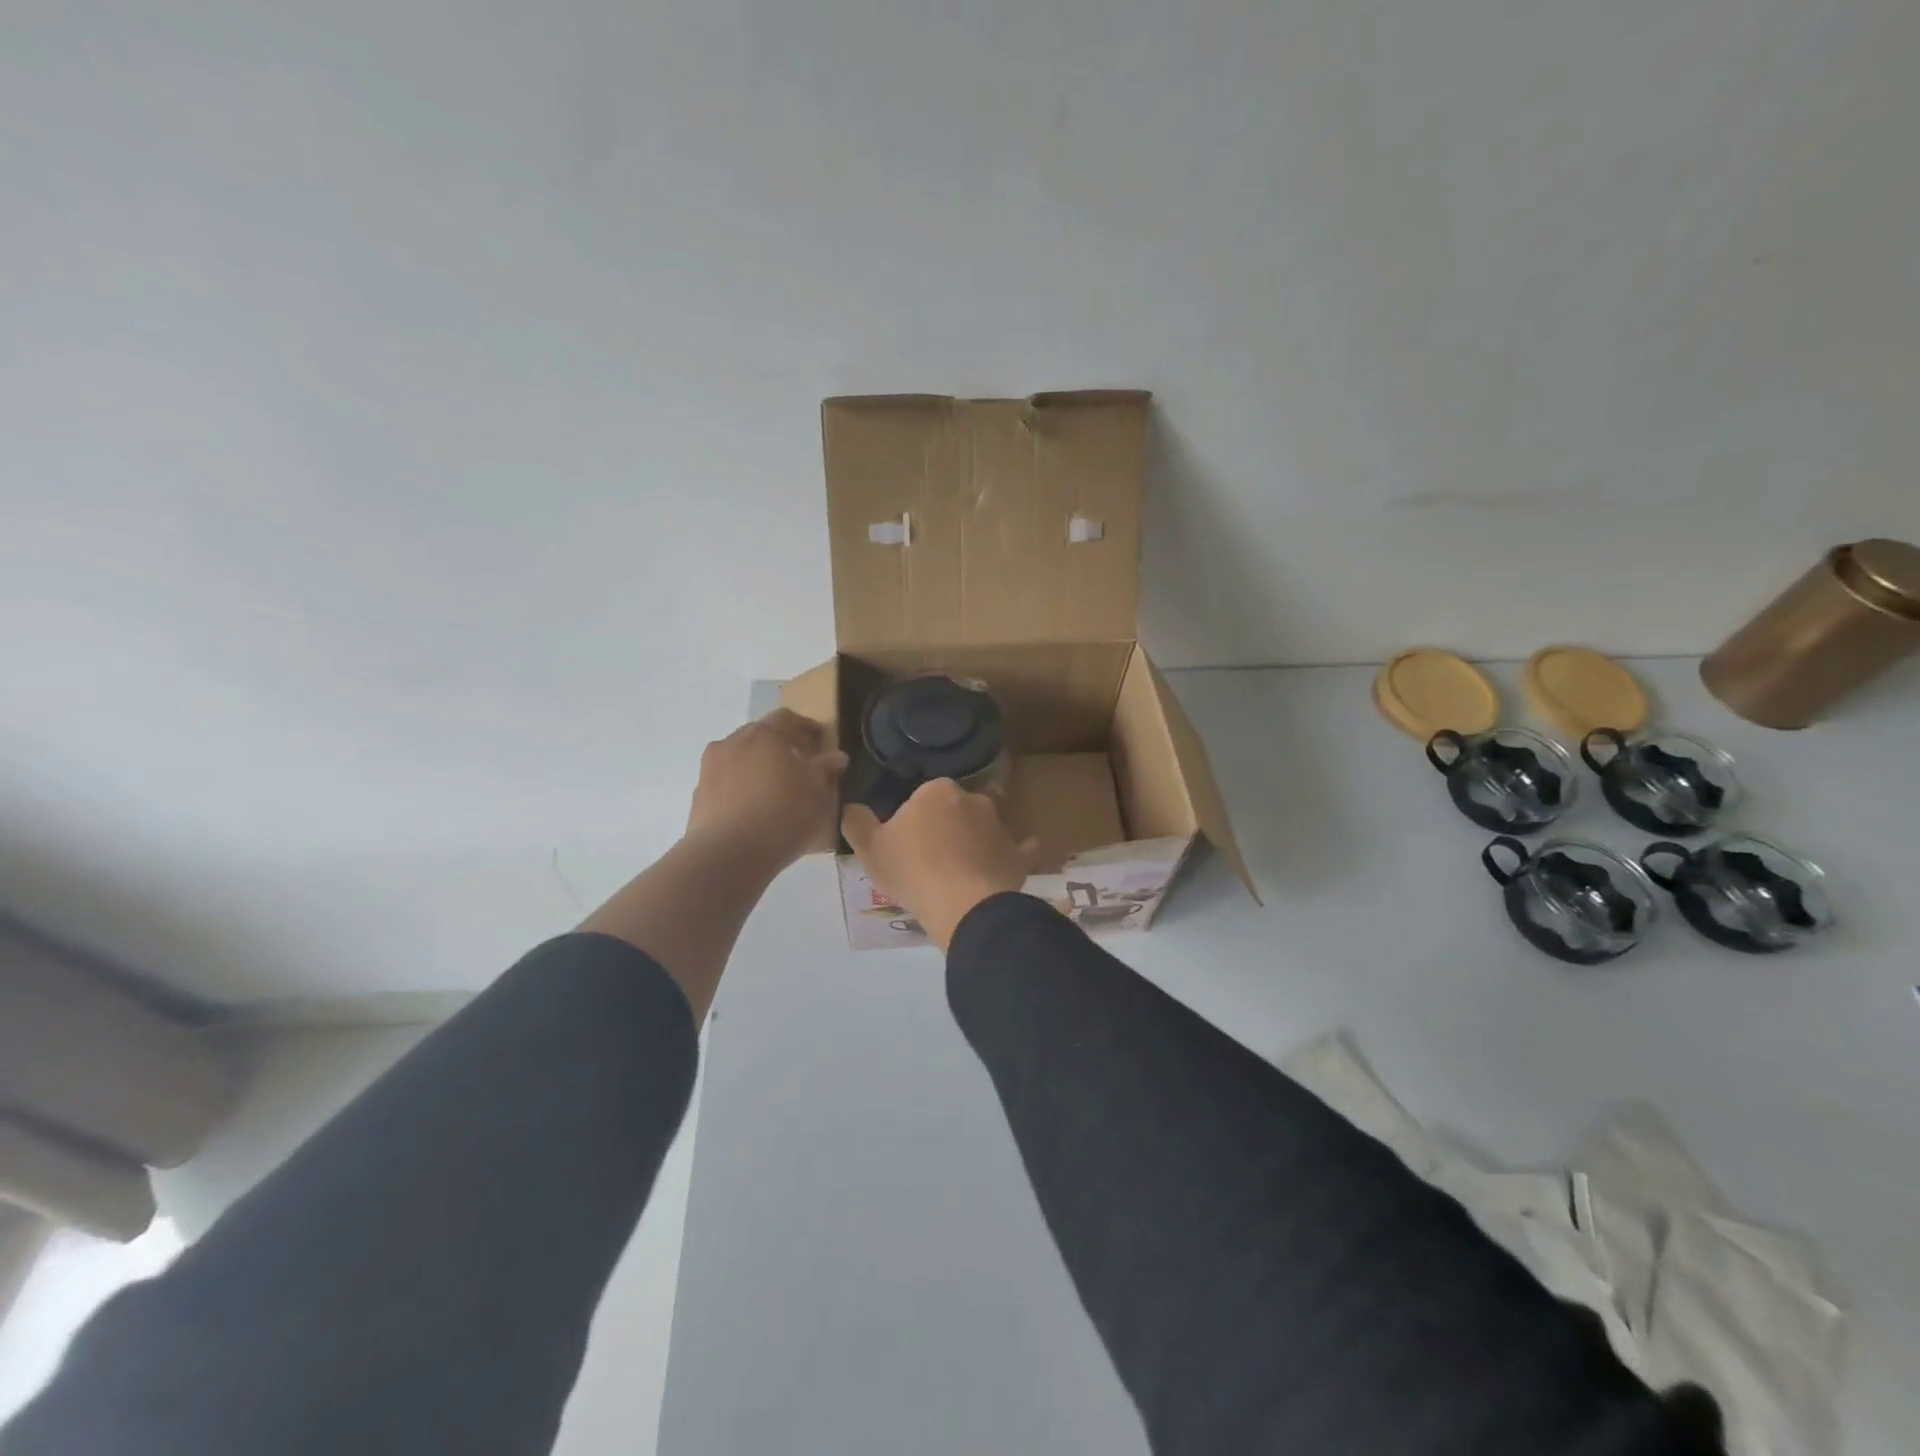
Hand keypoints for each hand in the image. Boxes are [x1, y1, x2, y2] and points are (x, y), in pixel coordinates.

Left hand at [685, 709, 846, 875]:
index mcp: (765, 734)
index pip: (788, 719)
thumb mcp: (818, 794)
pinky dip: (741, 785)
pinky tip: (754, 807)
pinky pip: (726, 780)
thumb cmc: (782, 816)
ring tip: (775, 788)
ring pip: (740, 756)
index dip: (807, 728)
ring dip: (758, 765)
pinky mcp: (699, 792)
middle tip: (800, 764)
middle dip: (781, 745)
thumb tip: (835, 757)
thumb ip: (826, 770)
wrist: (727, 855)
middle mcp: (734, 741)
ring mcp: (711, 766)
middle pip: (761, 734)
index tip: (821, 742)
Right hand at [841, 779, 1039, 949]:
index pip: (921, 799)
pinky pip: (1018, 849)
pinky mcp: (1018, 854)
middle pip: (954, 811)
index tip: (906, 847)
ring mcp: (1000, 826)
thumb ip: (856, 821)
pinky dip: (1013, 854)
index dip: (912, 822)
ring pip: (983, 828)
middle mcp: (973, 799)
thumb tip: (852, 807)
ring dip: (974, 842)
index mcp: (937, 790)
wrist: (964, 905)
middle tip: (929, 861)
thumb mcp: (869, 848)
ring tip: (959, 874)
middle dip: (945, 828)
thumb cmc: (913, 871)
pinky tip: (1008, 863)